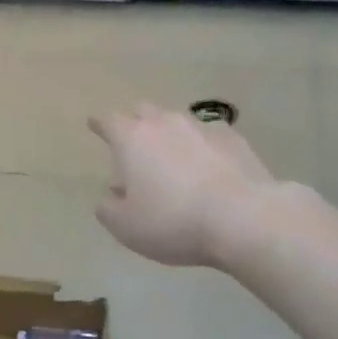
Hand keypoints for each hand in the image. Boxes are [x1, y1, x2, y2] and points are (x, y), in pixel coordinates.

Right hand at [89, 106, 277, 268]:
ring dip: (170, 135)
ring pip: (177, 121)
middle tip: (135, 145)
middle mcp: (165, 123)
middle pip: (144, 112)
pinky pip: (209, 135)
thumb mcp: (126, 227)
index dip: (100, 124)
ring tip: (173, 159)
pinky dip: (202, 146)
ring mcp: (202, 127)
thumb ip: (109, 209)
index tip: (94, 125)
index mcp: (133, 138)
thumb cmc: (173, 221)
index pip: (109, 121)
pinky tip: (209, 166)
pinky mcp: (234, 138)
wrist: (243, 218)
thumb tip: (110, 197)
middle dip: (135, 124)